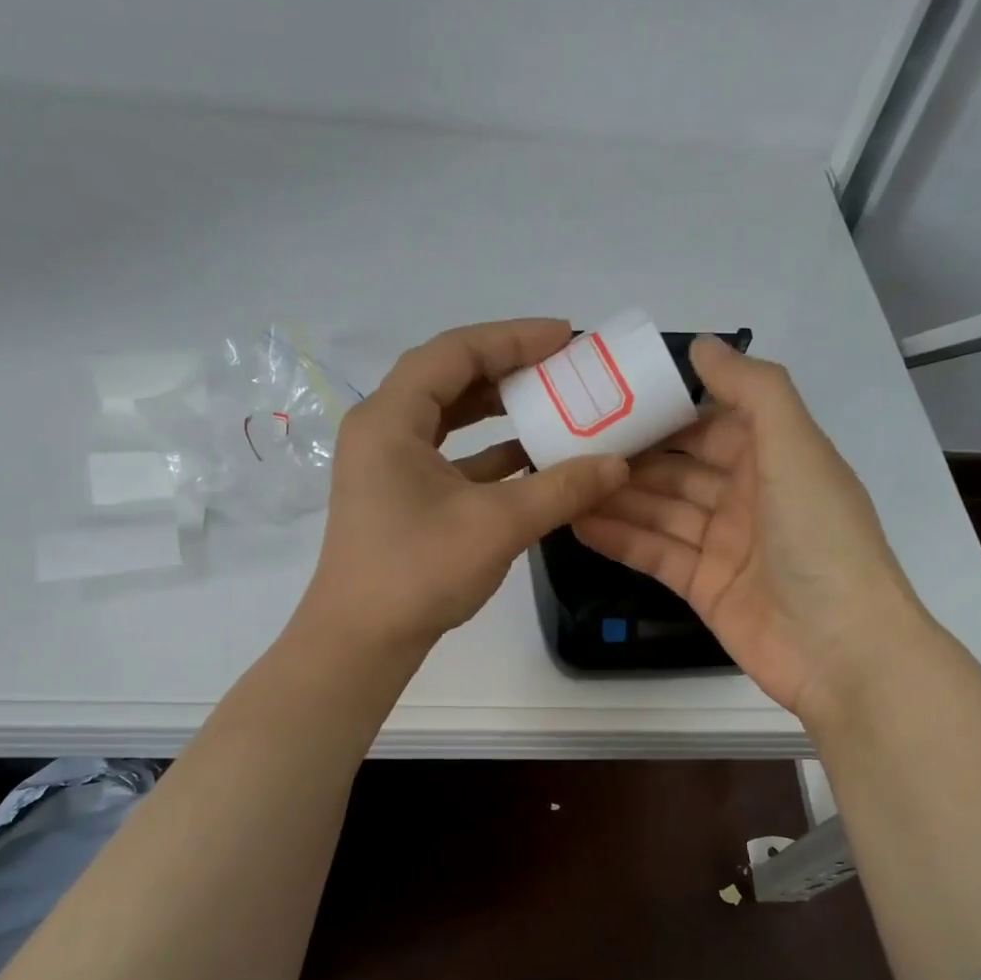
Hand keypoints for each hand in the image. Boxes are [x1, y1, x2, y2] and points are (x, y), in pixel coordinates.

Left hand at [300, 319, 629, 654]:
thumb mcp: (498, 525)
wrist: (361, 641)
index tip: (567, 337)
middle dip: (508, 368)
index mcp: (391, 418)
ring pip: (448, 416)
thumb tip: (619, 464)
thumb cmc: (418, 573)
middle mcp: (382, 429)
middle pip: (448, 377)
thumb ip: (562, 489)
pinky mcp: (398, 494)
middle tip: (563, 367)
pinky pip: (448, 454)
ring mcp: (387, 464)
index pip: (455, 352)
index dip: (513, 338)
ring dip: (499, 408)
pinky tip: (531, 458)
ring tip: (553, 403)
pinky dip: (487, 451)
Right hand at [573, 337, 923, 717]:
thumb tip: (702, 345)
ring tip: (563, 480)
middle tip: (570, 441)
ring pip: (660, 512)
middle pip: (679, 469)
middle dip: (632, 455)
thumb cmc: (821, 536)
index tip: (612, 398)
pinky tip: (577, 522)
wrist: (841, 647)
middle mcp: (749, 498)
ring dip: (616, 497)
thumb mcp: (795, 446)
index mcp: (776, 459)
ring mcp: (724, 546)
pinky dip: (619, 539)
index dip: (666, 412)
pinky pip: (654, 554)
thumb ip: (753, 390)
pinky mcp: (703, 587)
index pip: (712, 424)